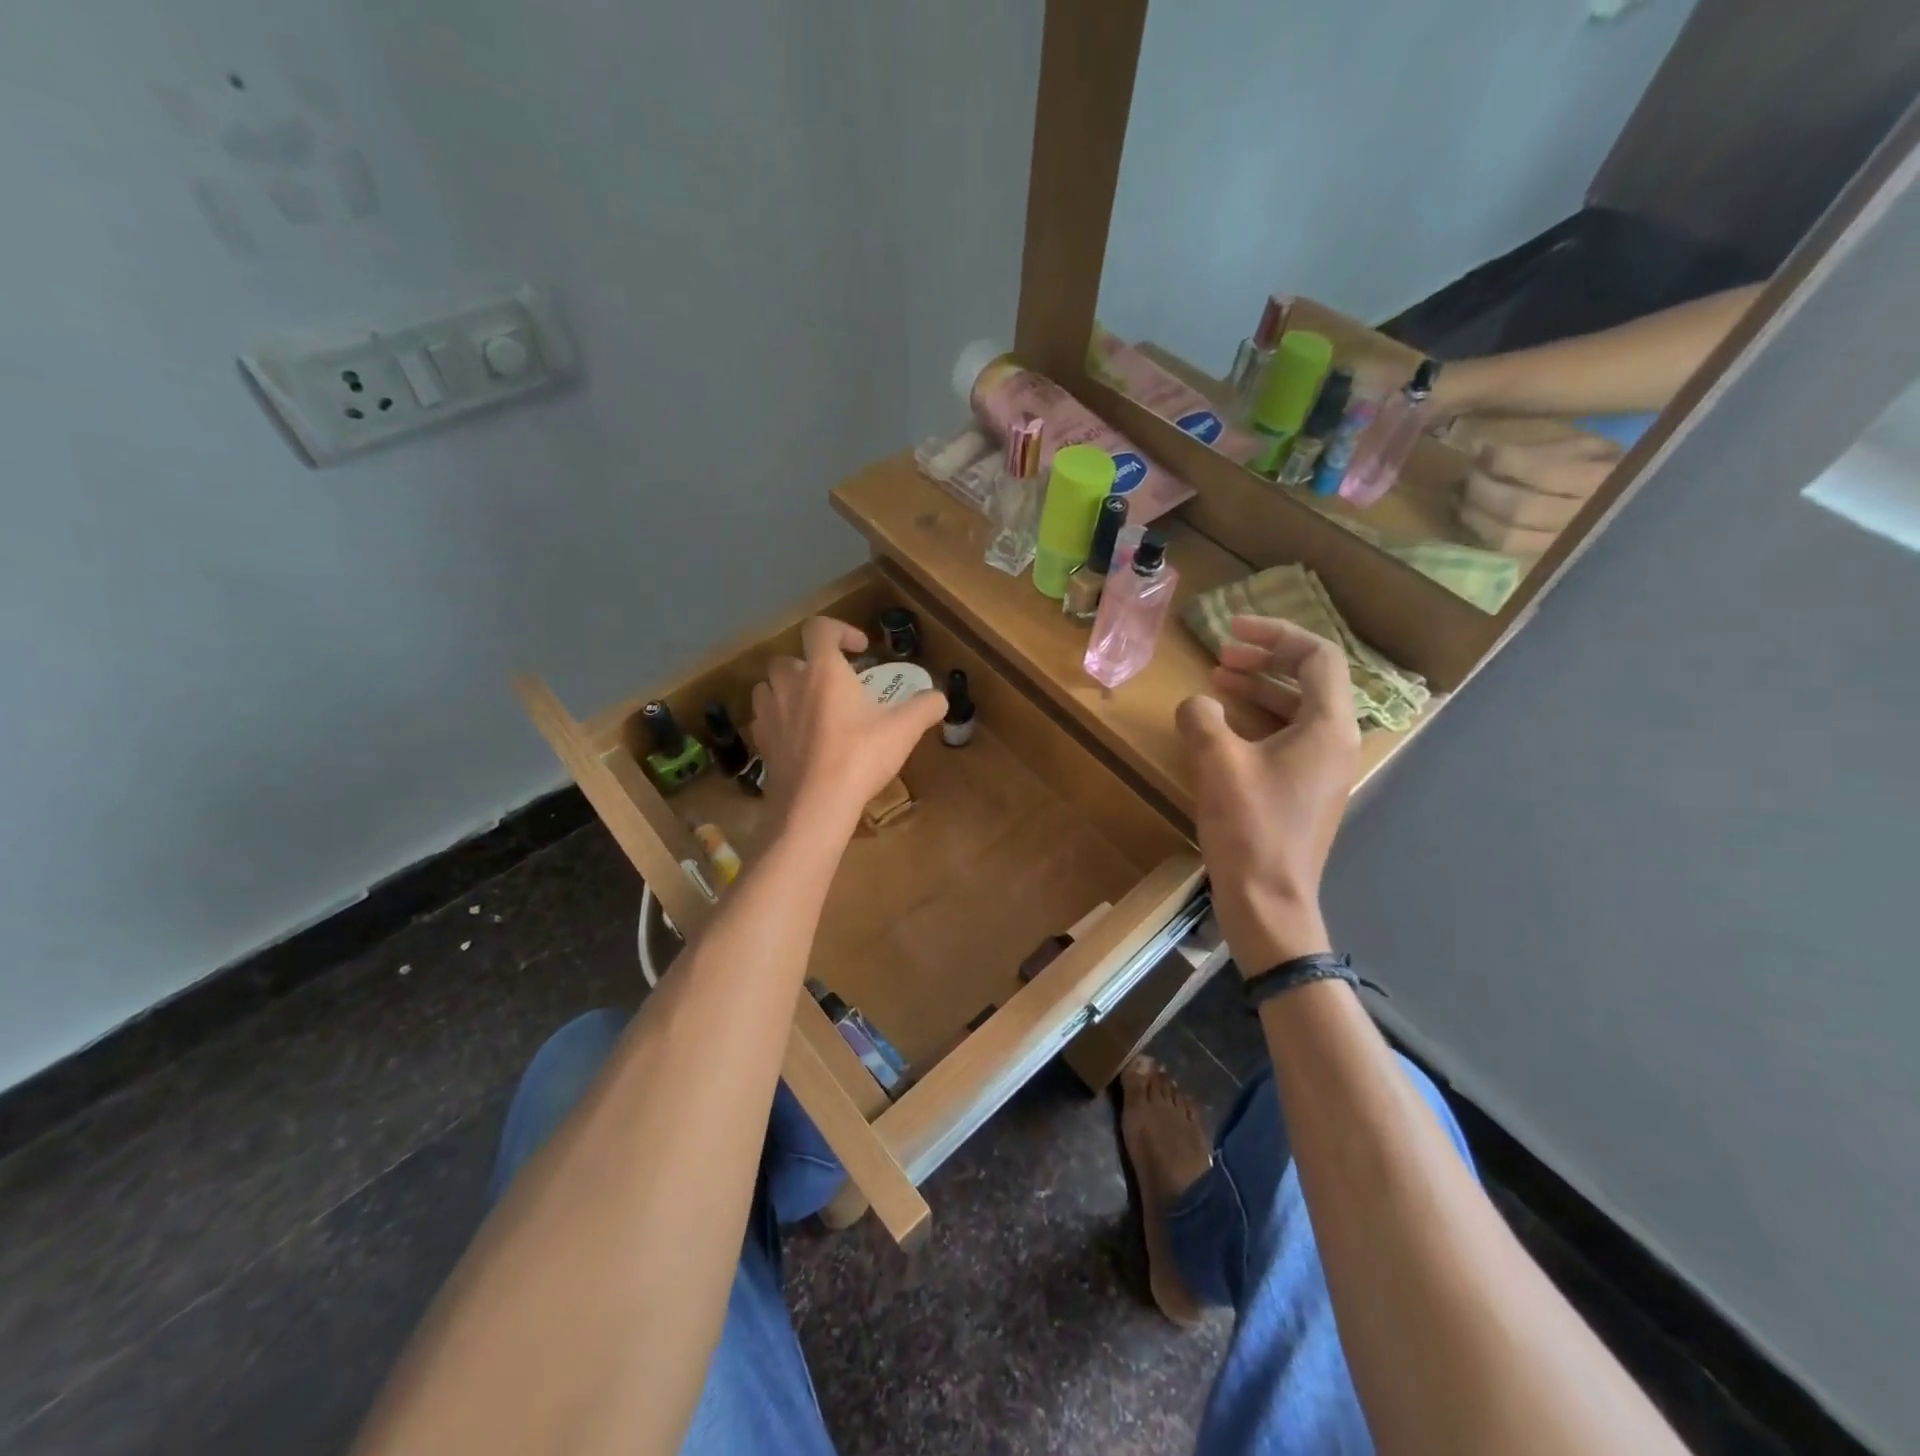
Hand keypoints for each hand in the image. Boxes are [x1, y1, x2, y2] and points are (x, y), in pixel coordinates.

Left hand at [750, 616, 946, 836]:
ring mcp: (770, 714)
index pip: (820, 628)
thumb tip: (940, 698)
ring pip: (768, 687)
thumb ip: (924, 708)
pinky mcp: (761, 744)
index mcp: (823, 671)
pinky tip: (798, 738)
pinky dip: (779, 720)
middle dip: (810, 664)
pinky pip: (764, 719)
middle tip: (835, 684)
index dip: (841, 630)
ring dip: (788, 690)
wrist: (814, 806)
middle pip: (789, 657)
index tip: (861, 649)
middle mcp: (790, 685)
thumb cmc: (860, 757)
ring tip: (811, 708)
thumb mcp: (903, 730)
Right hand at [1176, 616, 1360, 973]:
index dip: (1275, 632)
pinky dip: (1258, 719)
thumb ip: (1203, 717)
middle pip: (1310, 678)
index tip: (1232, 629)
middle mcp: (1335, 741)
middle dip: (1265, 657)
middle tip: (1222, 652)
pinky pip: (1287, 737)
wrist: (1268, 901)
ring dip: (1259, 687)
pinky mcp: (1304, 789)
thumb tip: (1198, 703)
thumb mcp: (1218, 763)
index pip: (1316, 655)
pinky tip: (1223, 724)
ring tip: (1218, 679)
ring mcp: (1322, 768)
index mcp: (1328, 726)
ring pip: (1297, 708)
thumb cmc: (1250, 828)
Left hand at [1457, 434, 1621, 556]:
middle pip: (1519, 508)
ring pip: (1508, 536)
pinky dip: (1483, 533)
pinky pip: (1507, 552)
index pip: (1544, 472)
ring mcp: (1565, 547)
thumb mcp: (1590, 448)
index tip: (1479, 448)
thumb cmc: (1609, 470)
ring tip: (1461, 497)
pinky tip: (1472, 517)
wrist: (1645, 511)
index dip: (1504, 461)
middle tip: (1467, 474)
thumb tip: (1482, 449)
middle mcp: (1585, 519)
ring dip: (1475, 515)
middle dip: (1483, 489)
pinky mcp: (1548, 563)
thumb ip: (1543, 450)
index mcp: (1606, 481)